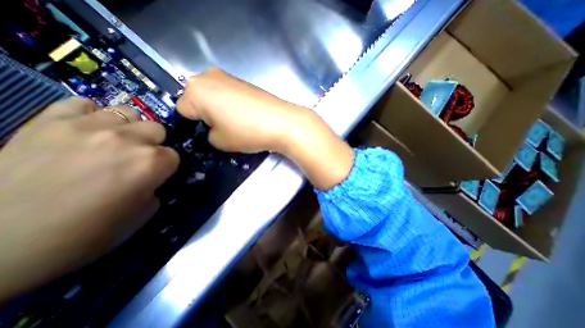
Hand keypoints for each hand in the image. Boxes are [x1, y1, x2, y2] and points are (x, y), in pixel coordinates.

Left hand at [0, 97, 177, 299]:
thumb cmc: (85, 233)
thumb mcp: (142, 215)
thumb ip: (155, 188)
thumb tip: (152, 178)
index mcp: (152, 164)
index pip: (175, 155)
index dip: (167, 166)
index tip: (156, 175)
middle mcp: (128, 140)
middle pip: (157, 129)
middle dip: (153, 143)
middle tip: (137, 158)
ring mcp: (89, 127)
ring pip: (128, 113)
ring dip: (128, 128)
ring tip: (114, 142)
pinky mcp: (48, 121)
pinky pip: (82, 104)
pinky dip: (91, 115)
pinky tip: (86, 131)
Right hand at [176, 68, 310, 154]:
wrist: (281, 122)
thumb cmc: (246, 132)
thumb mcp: (219, 142)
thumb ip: (208, 135)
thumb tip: (213, 129)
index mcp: (194, 91)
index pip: (182, 110)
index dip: (193, 125)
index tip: (207, 134)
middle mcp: (207, 76)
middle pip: (197, 99)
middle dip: (205, 114)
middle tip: (222, 129)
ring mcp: (228, 76)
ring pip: (213, 96)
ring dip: (219, 109)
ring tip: (236, 123)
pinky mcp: (244, 81)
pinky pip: (228, 93)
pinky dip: (231, 104)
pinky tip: (246, 115)